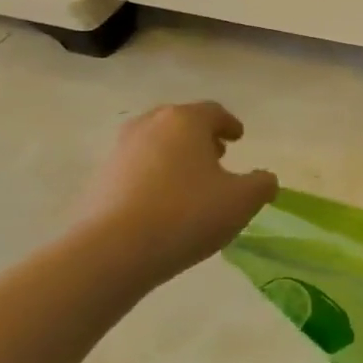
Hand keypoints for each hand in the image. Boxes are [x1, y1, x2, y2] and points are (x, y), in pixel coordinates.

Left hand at [73, 103, 277, 283]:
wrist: (113, 251)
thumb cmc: (188, 214)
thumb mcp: (242, 201)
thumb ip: (262, 184)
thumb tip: (264, 179)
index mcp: (185, 121)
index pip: (213, 111)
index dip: (229, 124)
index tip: (238, 137)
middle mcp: (149, 126)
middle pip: (179, 123)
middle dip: (199, 137)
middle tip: (216, 155)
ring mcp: (118, 152)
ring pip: (154, 144)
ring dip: (174, 156)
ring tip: (190, 182)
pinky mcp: (98, 180)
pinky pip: (134, 170)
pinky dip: (152, 177)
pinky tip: (162, 204)